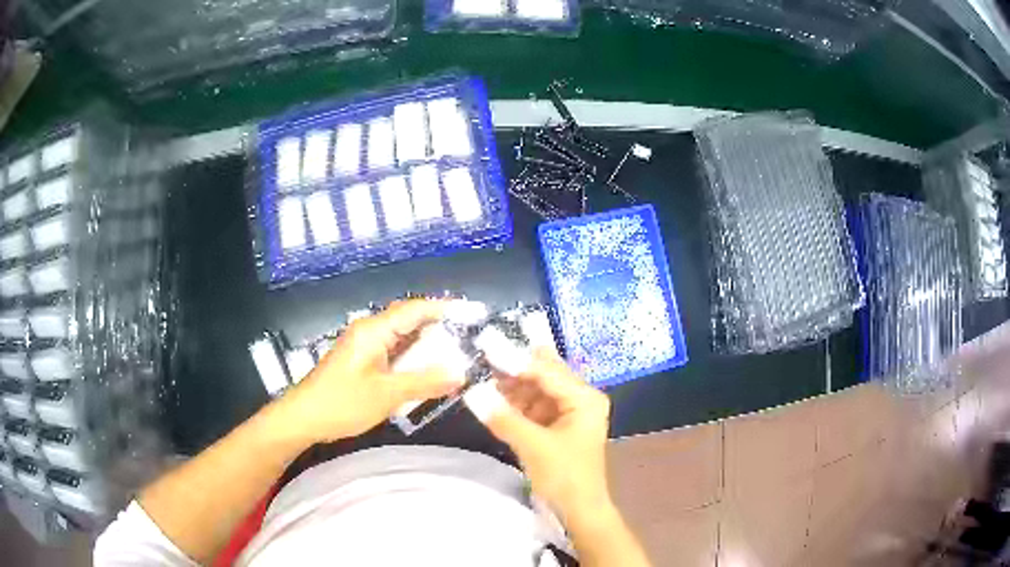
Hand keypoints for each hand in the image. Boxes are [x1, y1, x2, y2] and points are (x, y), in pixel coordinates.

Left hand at [283, 300, 465, 442]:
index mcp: (374, 330)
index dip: (445, 309)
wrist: (303, 418)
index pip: (415, 309)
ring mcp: (364, 347)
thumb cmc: (342, 403)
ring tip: (457, 356)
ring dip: (427, 347)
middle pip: (410, 321)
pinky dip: (412, 361)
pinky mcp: (362, 361)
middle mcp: (370, 331)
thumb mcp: (386, 395)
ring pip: (402, 339)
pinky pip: (394, 354)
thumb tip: (460, 374)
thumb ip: (424, 383)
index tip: (473, 313)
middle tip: (471, 340)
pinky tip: (427, 373)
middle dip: (440, 329)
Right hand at [464, 347, 613, 521]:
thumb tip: (471, 391)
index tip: (484, 343)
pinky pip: (530, 407)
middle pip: (541, 374)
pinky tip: (490, 396)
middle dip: (511, 366)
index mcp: (584, 398)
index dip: (514, 358)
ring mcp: (567, 412)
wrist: (579, 513)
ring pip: (533, 389)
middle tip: (479, 351)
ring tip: (478, 372)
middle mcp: (578, 398)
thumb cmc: (565, 478)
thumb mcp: (534, 447)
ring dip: (508, 384)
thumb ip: (503, 417)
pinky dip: (511, 403)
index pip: (546, 370)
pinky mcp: (554, 426)